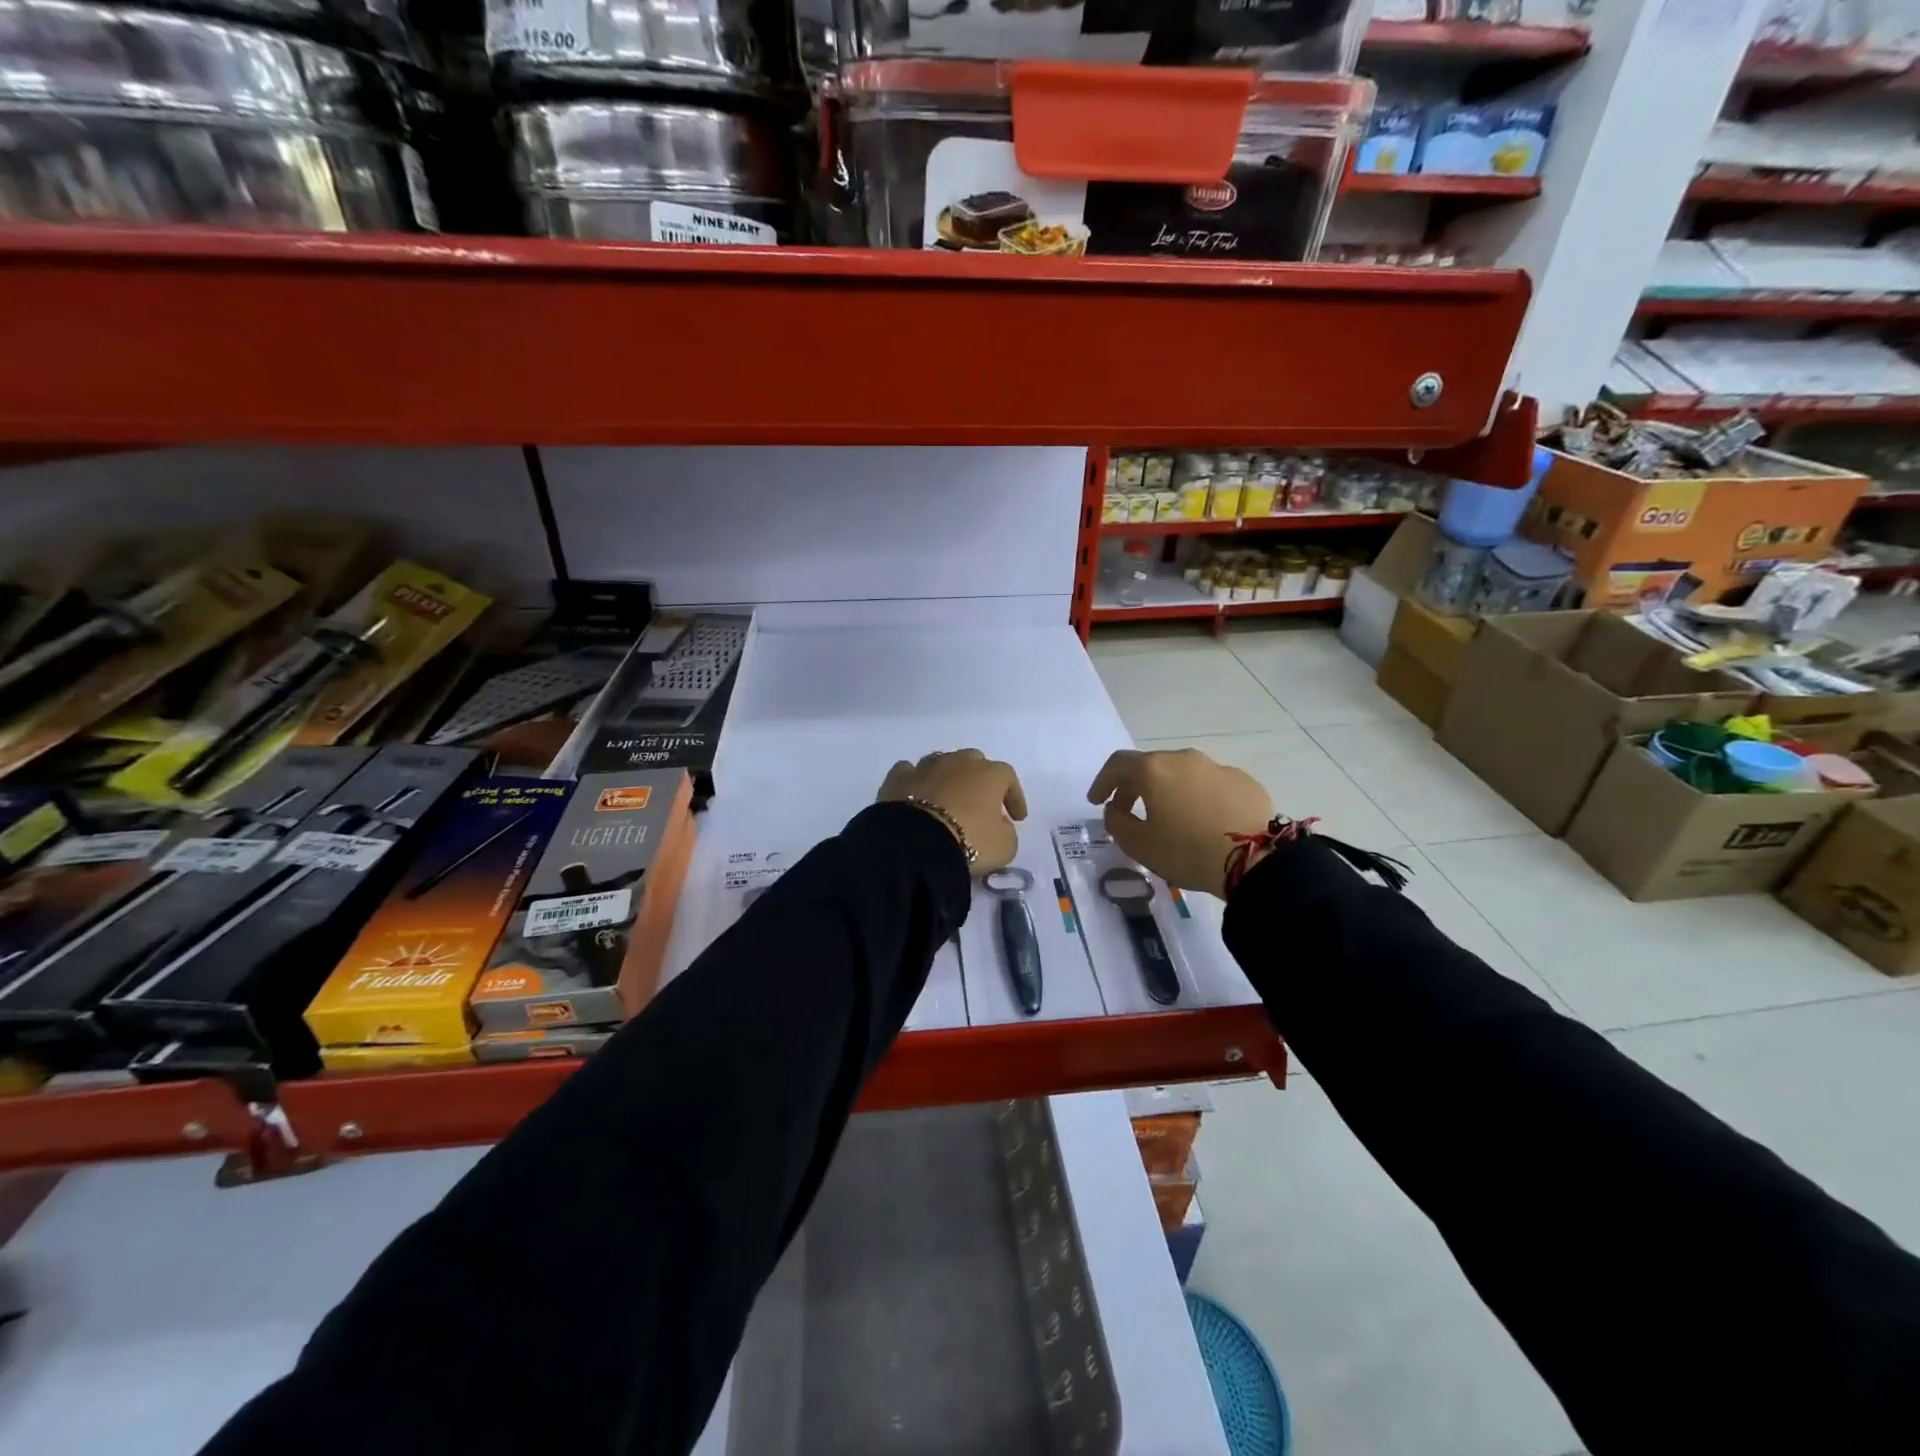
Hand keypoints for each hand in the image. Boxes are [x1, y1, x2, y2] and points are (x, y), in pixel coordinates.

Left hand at [878, 749, 1026, 873]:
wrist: (916, 844)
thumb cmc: (970, 841)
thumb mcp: (1004, 846)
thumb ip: (1007, 832)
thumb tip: (999, 826)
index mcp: (989, 773)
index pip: (1009, 778)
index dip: (1015, 797)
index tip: (1017, 818)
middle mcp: (958, 761)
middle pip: (974, 762)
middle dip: (980, 780)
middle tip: (981, 803)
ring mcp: (926, 766)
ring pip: (941, 763)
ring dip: (948, 778)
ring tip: (948, 798)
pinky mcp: (898, 778)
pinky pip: (910, 772)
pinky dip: (915, 782)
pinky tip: (916, 794)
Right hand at [1087, 748, 1272, 896]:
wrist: (1255, 860)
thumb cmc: (1187, 851)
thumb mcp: (1140, 845)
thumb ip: (1117, 823)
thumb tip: (1115, 810)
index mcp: (1154, 770)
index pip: (1118, 764)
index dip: (1102, 781)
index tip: (1097, 801)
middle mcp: (1184, 759)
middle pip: (1150, 766)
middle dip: (1133, 787)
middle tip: (1127, 812)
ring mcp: (1217, 767)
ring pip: (1182, 773)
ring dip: (1167, 790)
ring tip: (1167, 817)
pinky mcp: (1244, 781)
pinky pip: (1210, 784)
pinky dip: (1197, 797)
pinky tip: (1202, 821)